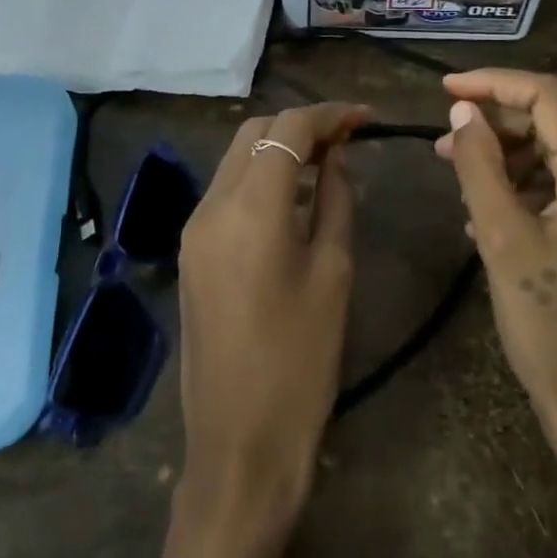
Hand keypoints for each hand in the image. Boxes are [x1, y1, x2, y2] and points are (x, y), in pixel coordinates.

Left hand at [176, 101, 369, 536]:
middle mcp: (211, 206)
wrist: (239, 443)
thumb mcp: (333, 273)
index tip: (366, 118)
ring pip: (236, 158)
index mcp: (250, 210)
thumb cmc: (301, 361)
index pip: (287, 128)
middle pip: (254, 132)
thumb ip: (335, 202)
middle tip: (348, 139)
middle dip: (301, 124)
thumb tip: (336, 159)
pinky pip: (227, 192)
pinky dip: (261, 178)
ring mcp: (194, 229)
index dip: (329, 114)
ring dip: (279, 148)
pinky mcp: (191, 252)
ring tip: (328, 161)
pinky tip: (294, 197)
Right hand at [435, 70, 556, 483]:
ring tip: (457, 173)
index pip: (548, 97)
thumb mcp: (502, 238)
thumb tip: (463, 111)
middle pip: (554, 124)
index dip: (493, 84)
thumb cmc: (549, 326)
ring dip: (507, 157)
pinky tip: (486, 209)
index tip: (444, 89)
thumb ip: (479, 165)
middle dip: (496, 125)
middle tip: (443, 142)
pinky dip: (526, 188)